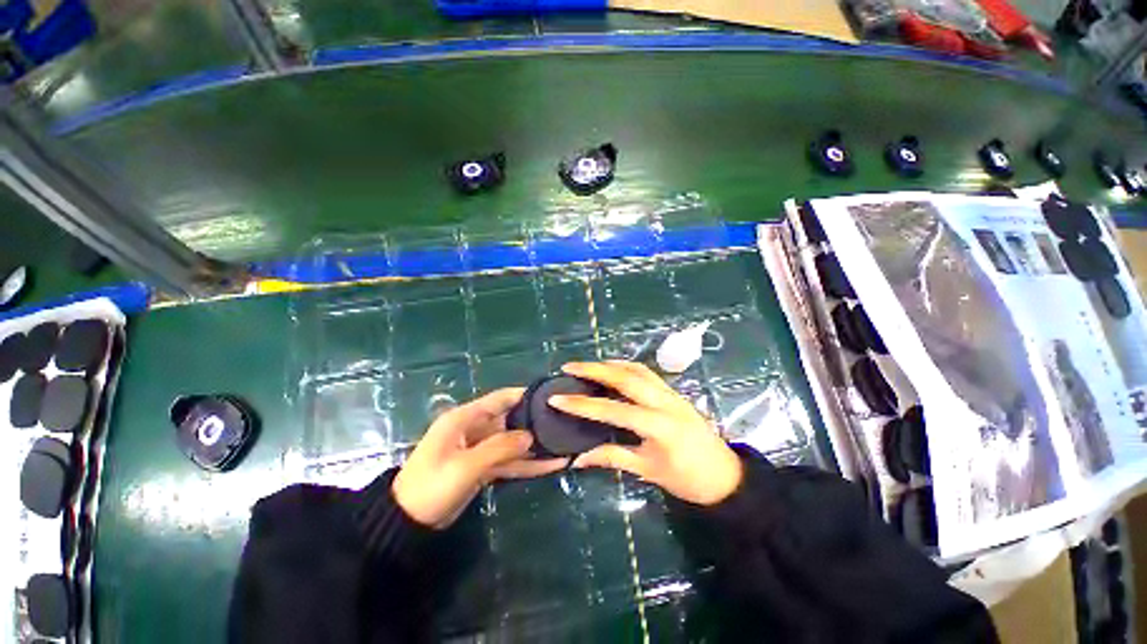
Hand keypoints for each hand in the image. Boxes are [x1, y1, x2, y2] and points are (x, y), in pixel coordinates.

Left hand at [393, 388, 566, 528]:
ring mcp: (480, 450)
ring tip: (563, 444)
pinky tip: (550, 465)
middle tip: (561, 422)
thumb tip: (530, 436)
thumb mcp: (466, 465)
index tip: (548, 395)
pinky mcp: (483, 468)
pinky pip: (509, 462)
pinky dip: (527, 464)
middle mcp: (475, 429)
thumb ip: (500, 448)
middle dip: (534, 422)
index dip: (523, 395)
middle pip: (510, 420)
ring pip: (512, 443)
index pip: (499, 399)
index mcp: (465, 418)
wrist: (407, 523)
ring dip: (534, 446)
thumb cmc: (432, 485)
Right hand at [550, 361, 743, 505]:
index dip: (582, 405)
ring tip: (587, 366)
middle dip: (594, 370)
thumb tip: (579, 458)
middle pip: (624, 377)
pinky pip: (647, 372)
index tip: (557, 398)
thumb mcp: (648, 470)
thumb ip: (613, 457)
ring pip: (637, 369)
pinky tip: (614, 369)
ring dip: (610, 364)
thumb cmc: (686, 479)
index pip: (612, 410)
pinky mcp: (674, 391)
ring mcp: (670, 393)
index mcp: (657, 425)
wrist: (725, 475)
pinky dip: (627, 366)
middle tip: (569, 366)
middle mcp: (663, 401)